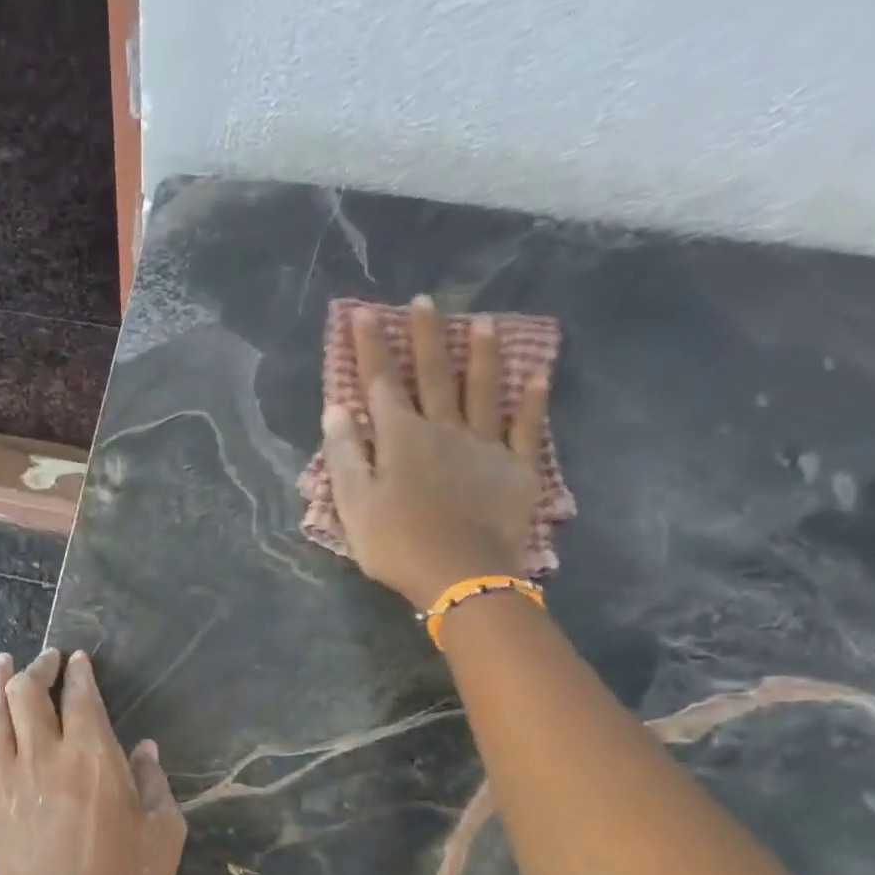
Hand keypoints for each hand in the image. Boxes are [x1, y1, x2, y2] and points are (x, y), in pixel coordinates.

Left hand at [0, 649, 186, 874]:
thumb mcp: (163, 834)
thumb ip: (153, 784)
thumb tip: (145, 751)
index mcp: (93, 758)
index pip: (81, 697)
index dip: (79, 672)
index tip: (80, 660)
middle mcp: (45, 757)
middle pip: (27, 694)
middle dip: (37, 667)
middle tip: (47, 659)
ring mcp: (9, 782)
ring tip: (2, 662)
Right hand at [323, 296, 550, 610]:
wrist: (460, 574)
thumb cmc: (396, 543)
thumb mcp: (353, 504)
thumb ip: (344, 454)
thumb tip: (337, 409)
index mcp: (401, 438)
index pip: (382, 384)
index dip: (372, 348)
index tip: (365, 313)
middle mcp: (444, 429)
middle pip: (434, 375)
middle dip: (426, 337)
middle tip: (426, 300)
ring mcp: (484, 445)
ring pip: (483, 390)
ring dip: (482, 355)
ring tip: (484, 321)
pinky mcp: (516, 467)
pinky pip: (526, 427)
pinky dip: (532, 401)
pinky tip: (537, 377)